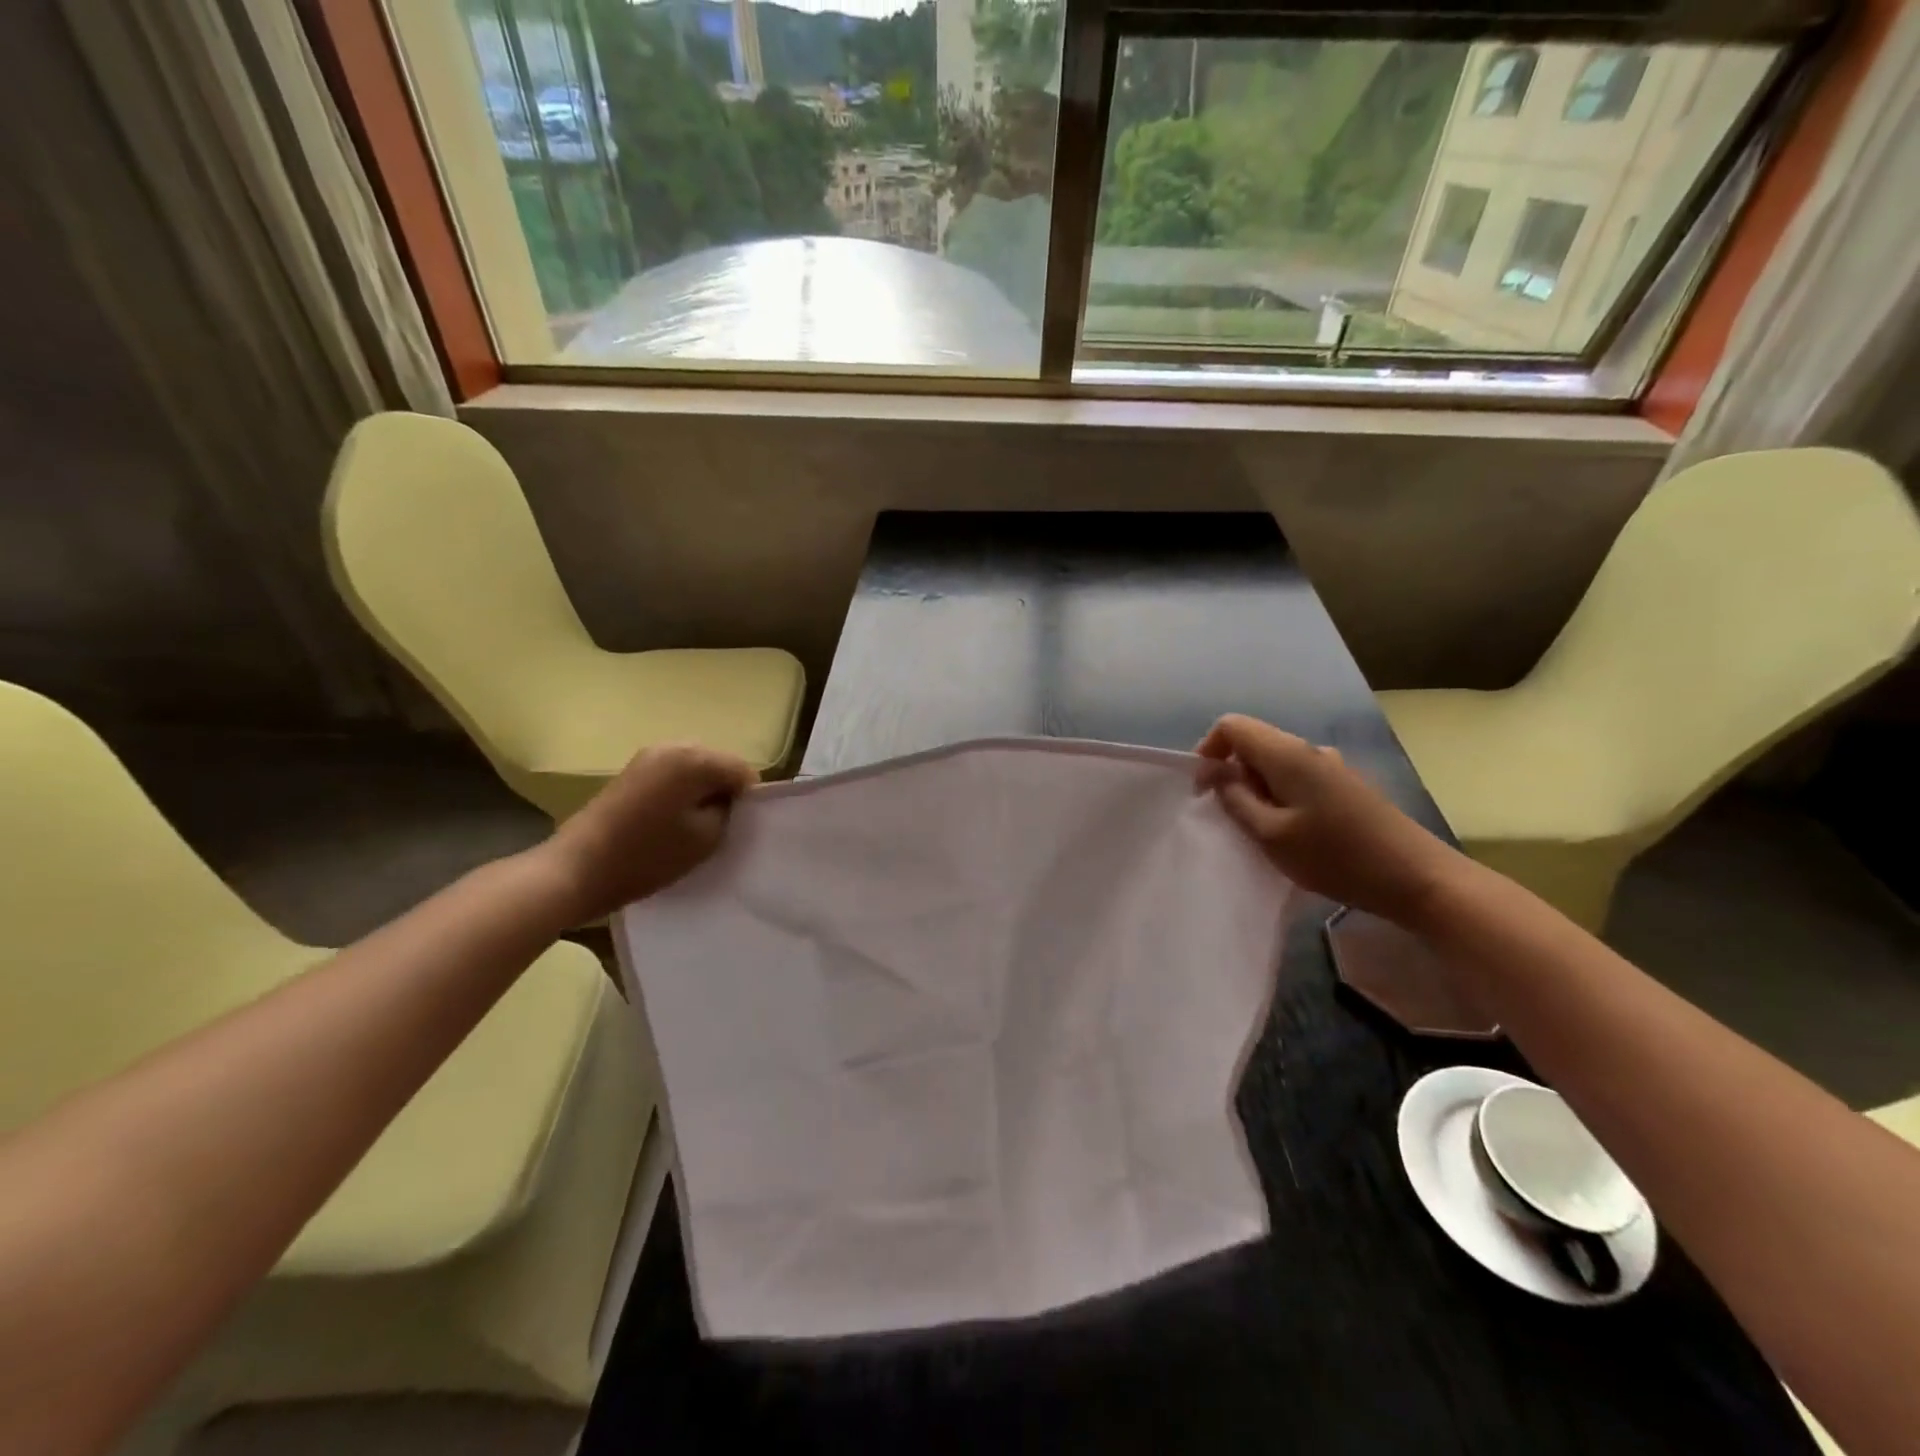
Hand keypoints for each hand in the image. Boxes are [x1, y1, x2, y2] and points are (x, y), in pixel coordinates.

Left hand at [539, 745, 758, 920]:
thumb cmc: (647, 855)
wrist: (576, 870)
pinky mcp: (631, 772)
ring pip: (695, 769)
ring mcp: (647, 756)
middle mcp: (672, 746)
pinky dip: (681, 793)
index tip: (741, 827)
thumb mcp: (706, 838)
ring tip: (694, 826)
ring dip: (701, 792)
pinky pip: (673, 774)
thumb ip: (729, 811)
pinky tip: (672, 821)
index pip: (743, 771)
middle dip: (724, 791)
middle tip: (720, 828)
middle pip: (718, 764)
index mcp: (695, 758)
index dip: (749, 799)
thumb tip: (729, 800)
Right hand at [1195, 714, 1462, 927]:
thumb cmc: (1336, 857)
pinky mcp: (1345, 785)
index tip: (1205, 791)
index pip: (1231, 726)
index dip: (1208, 751)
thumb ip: (1235, 798)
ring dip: (1257, 789)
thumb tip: (1214, 771)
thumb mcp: (1271, 835)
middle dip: (1232, 774)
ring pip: (1274, 763)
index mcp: (1287, 753)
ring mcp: (1331, 766)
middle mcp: (1309, 749)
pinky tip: (1292, 833)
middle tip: (1234, 819)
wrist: (1417, 878)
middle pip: (1254, 742)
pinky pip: (1296, 778)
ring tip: (1263, 832)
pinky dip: (1280, 797)